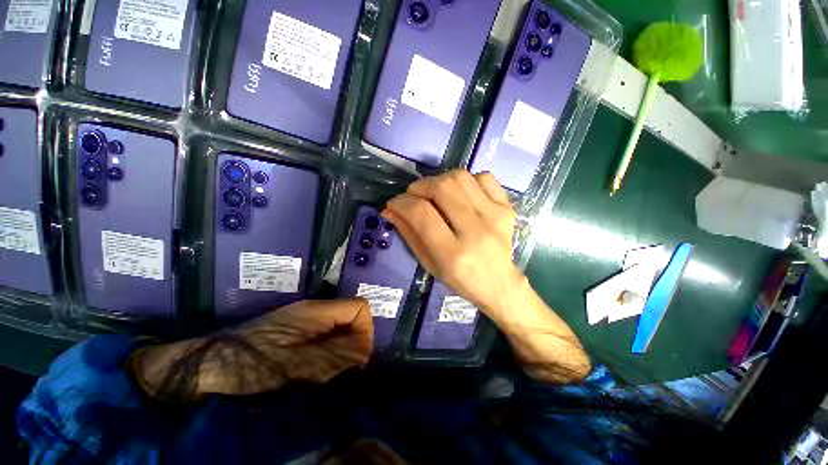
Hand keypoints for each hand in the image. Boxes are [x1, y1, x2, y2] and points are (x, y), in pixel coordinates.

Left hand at [135, 299, 373, 399]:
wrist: (205, 365)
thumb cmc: (250, 365)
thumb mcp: (296, 365)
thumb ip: (335, 356)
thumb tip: (365, 352)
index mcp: (317, 311)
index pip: (360, 308)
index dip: (365, 331)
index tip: (355, 359)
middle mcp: (315, 310)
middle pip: (352, 317)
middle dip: (352, 344)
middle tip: (336, 372)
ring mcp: (304, 319)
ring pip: (339, 329)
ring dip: (339, 351)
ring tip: (323, 374)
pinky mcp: (296, 330)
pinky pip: (325, 337)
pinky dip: (327, 353)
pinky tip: (311, 370)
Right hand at [383, 169, 522, 319]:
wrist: (499, 283)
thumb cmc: (460, 279)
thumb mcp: (429, 263)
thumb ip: (409, 234)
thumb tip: (390, 209)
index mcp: (452, 253)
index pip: (421, 213)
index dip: (401, 202)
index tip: (394, 203)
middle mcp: (475, 231)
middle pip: (442, 188)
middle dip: (420, 186)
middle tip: (414, 195)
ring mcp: (495, 217)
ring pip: (461, 178)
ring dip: (441, 180)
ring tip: (436, 192)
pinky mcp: (507, 209)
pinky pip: (484, 177)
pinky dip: (467, 180)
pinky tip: (461, 193)